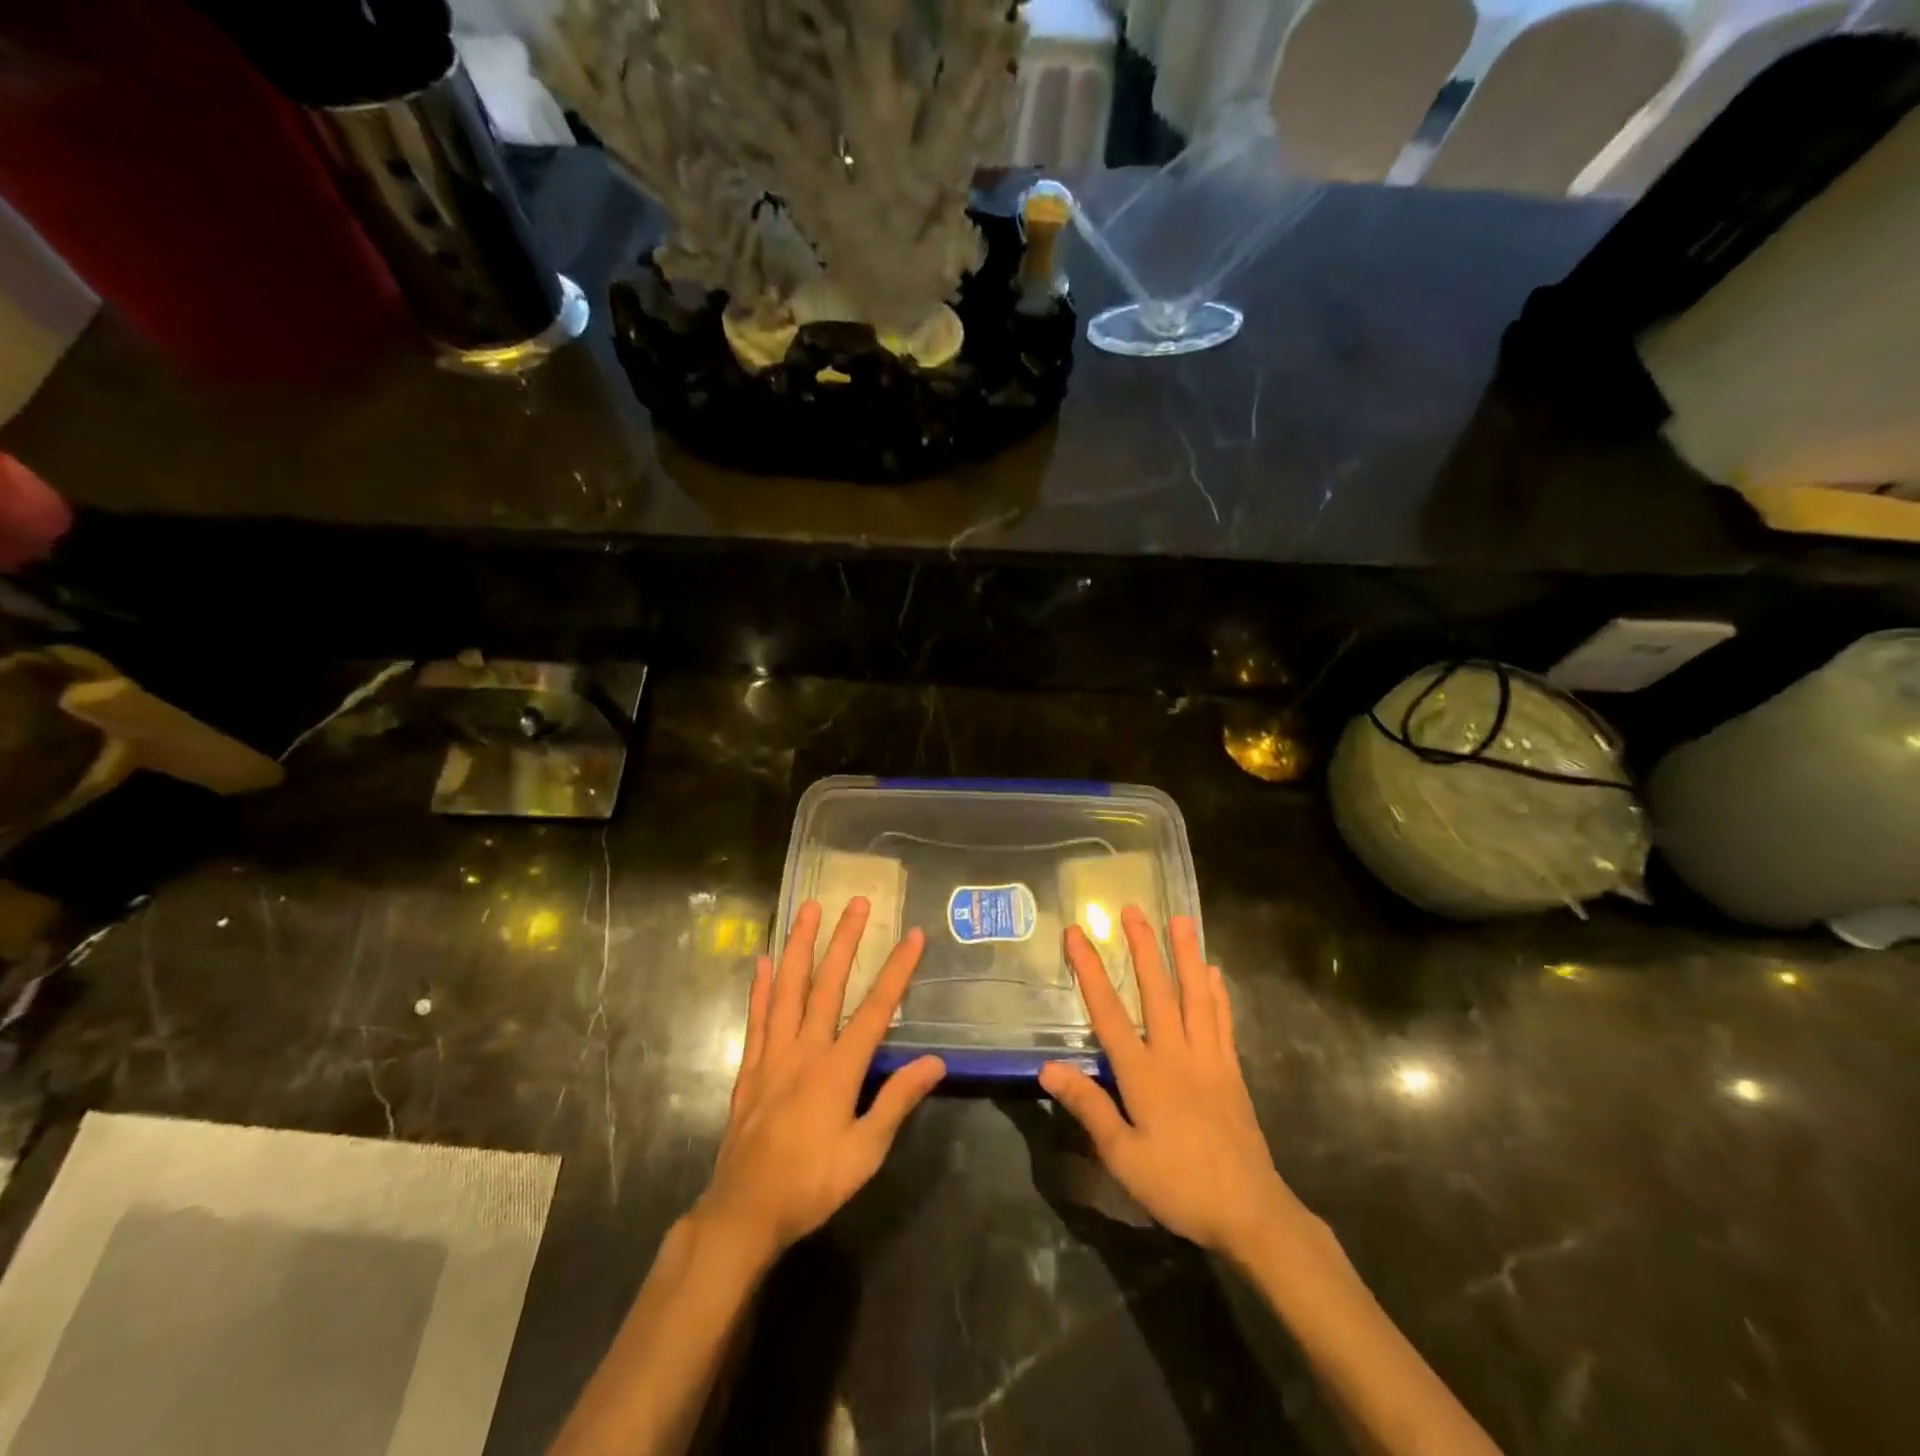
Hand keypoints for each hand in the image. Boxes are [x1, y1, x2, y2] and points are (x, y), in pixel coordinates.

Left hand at [696, 898, 944, 1266]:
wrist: (743, 1212)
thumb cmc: (811, 1184)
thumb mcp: (865, 1153)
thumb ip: (897, 1101)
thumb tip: (935, 1061)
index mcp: (838, 1069)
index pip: (876, 1009)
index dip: (897, 970)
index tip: (913, 936)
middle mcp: (805, 1050)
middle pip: (828, 984)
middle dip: (845, 940)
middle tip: (857, 902)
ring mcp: (773, 1054)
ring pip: (789, 989)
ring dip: (800, 946)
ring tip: (808, 909)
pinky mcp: (751, 1067)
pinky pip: (758, 1017)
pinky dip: (762, 986)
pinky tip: (765, 960)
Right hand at [1040, 907, 1303, 1262]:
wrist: (1250, 1212)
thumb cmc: (1179, 1185)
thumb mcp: (1122, 1157)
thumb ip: (1088, 1107)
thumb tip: (1047, 1067)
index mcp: (1144, 1073)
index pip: (1109, 1012)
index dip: (1090, 971)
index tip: (1076, 934)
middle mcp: (1176, 1054)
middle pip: (1157, 991)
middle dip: (1143, 947)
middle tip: (1134, 909)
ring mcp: (1208, 1058)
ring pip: (1195, 996)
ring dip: (1185, 956)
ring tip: (1181, 920)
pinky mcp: (1231, 1071)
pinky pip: (1222, 1021)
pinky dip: (1217, 993)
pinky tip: (1214, 973)